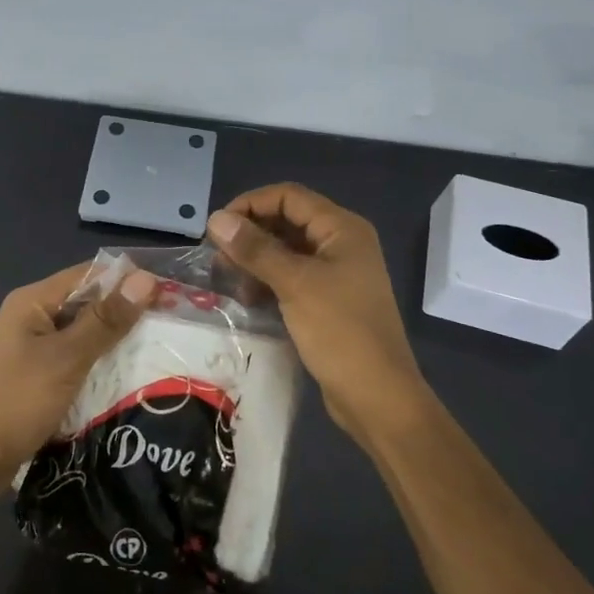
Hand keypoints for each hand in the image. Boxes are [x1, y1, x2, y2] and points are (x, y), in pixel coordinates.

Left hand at [0, 262, 156, 496]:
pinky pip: (77, 363)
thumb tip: (145, 278)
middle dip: (127, 315)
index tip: (171, 294)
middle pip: (89, 305)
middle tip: (173, 327)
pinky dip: (101, 368)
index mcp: (33, 301)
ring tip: (162, 352)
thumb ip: (105, 320)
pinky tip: (131, 379)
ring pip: (85, 337)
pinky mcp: (39, 379)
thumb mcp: (66, 358)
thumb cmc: (16, 399)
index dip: (129, 281)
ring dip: (116, 344)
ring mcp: (34, 350)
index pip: (90, 275)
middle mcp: (33, 318)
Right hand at [207, 183, 427, 441]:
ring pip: (287, 251)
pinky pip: (292, 277)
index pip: (288, 196)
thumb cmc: (340, 332)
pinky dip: (268, 281)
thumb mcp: (295, 285)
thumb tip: (216, 218)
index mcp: (341, 229)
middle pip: (287, 221)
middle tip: (218, 258)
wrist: (377, 396)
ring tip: (230, 281)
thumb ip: (255, 249)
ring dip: (256, 260)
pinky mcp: (328, 300)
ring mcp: (337, 273)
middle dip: (251, 234)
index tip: (217, 228)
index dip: (250, 204)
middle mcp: (341, 243)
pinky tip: (249, 299)